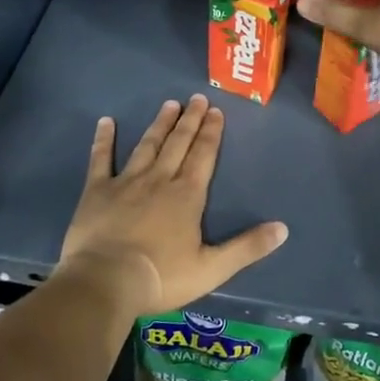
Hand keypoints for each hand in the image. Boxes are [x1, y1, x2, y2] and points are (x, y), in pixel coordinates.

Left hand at [56, 96, 287, 317]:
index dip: (211, 133)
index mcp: (187, 195)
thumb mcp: (212, 269)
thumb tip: (283, 229)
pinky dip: (103, 140)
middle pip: (178, 143)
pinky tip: (105, 122)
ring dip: (160, 125)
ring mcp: (126, 182)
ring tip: (169, 104)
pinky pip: (101, 159)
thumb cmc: (162, 277)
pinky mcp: (97, 192)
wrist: (105, 282)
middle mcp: (159, 180)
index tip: (216, 111)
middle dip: (190, 120)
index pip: (203, 155)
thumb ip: (247, 247)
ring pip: (147, 146)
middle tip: (197, 98)